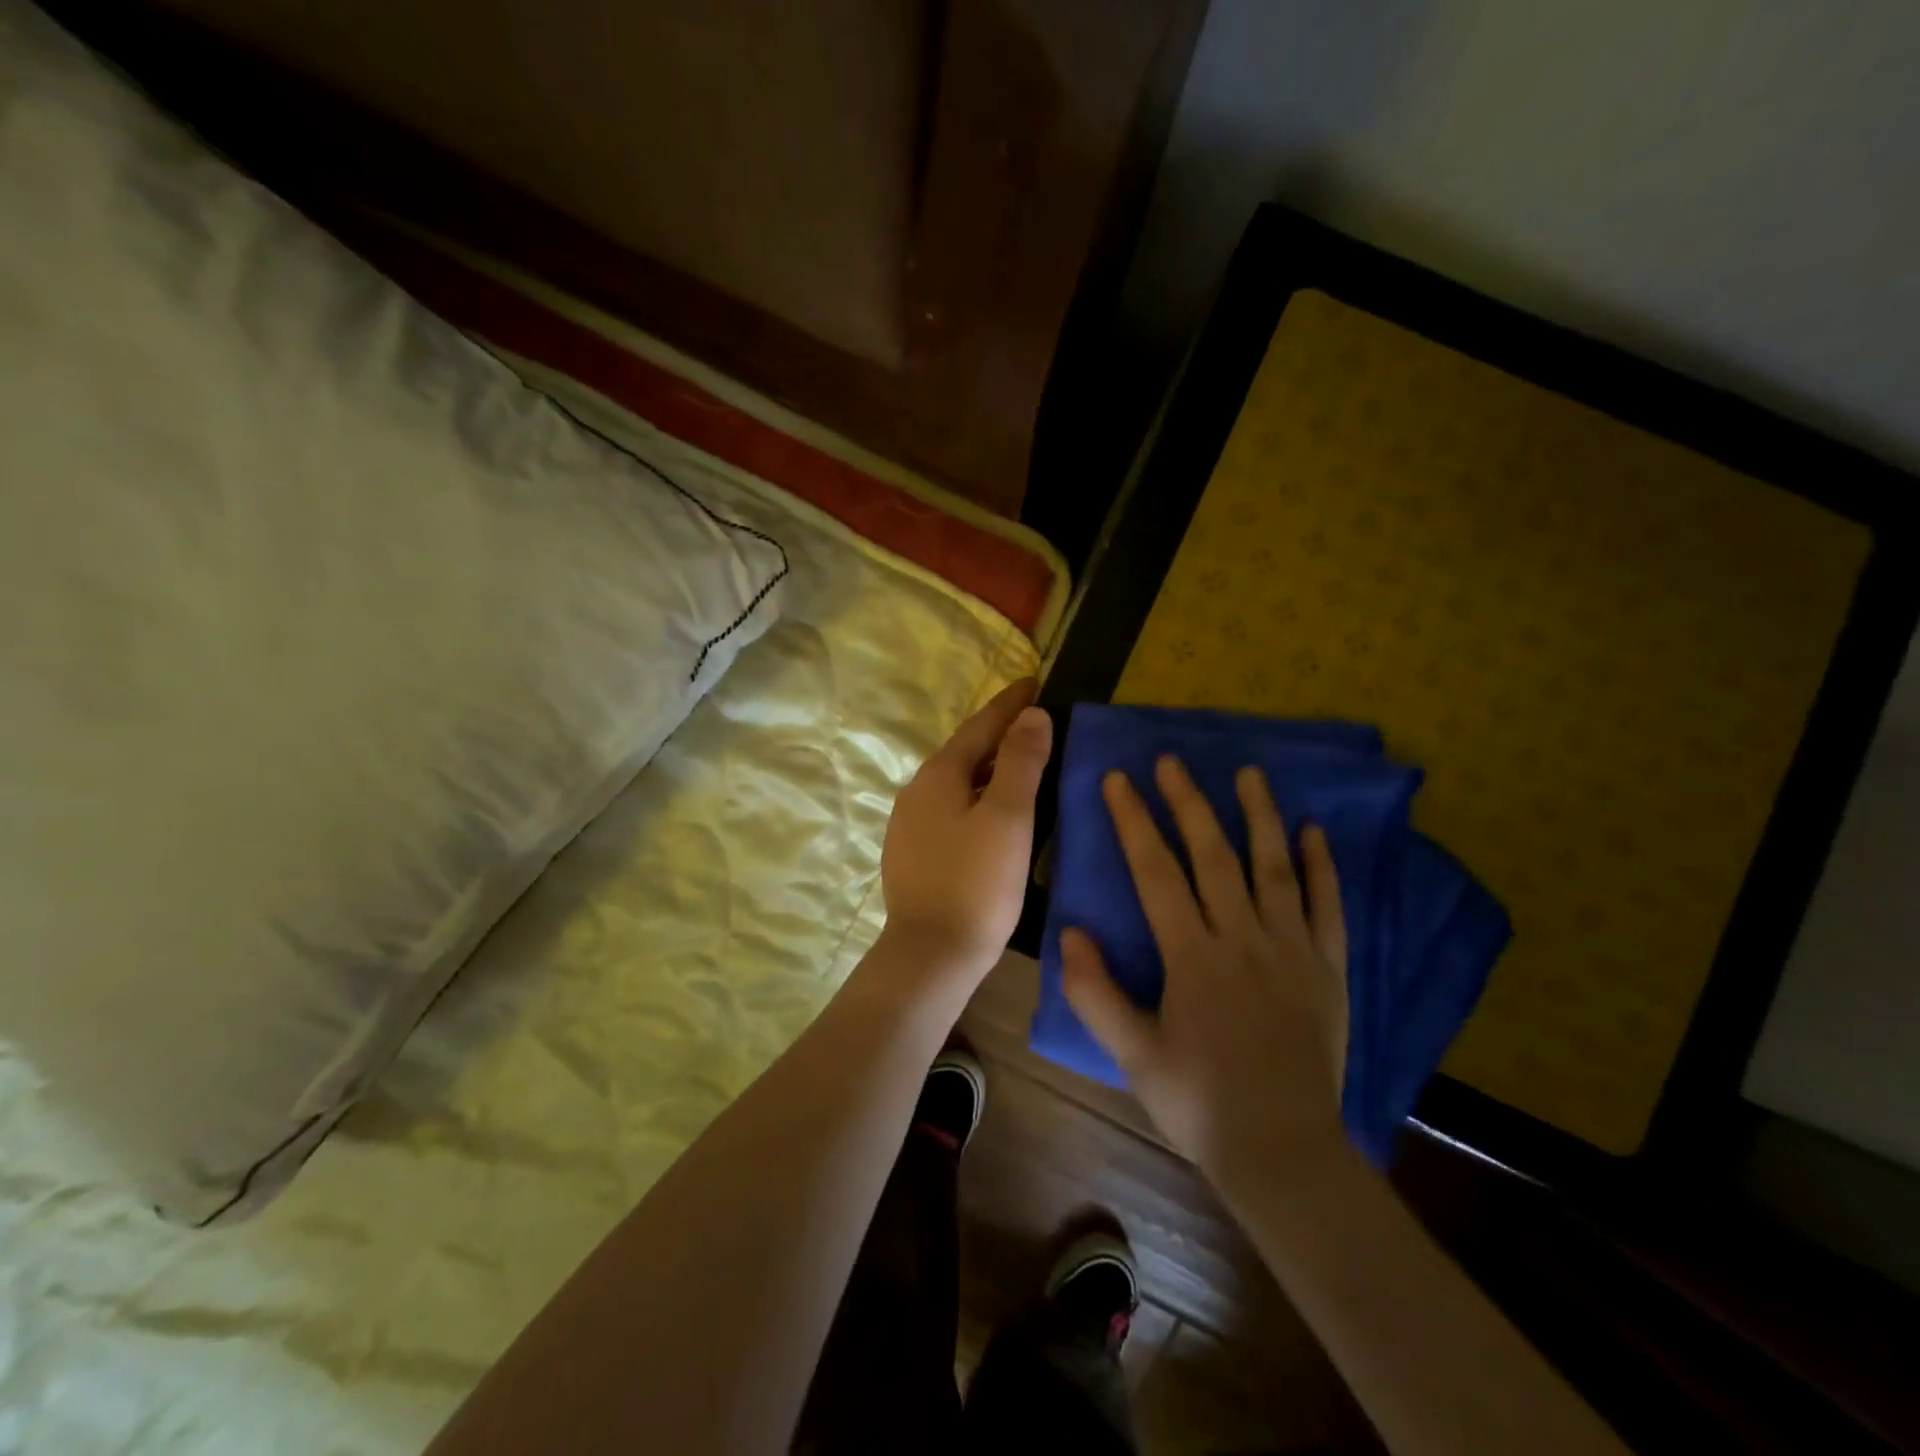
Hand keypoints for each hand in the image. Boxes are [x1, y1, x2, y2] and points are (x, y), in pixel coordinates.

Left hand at [879, 679, 1052, 987]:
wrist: (931, 954)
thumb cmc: (977, 883)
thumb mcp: (1009, 818)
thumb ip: (1022, 761)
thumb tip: (1031, 714)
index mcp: (939, 775)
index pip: (980, 725)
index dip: (1009, 704)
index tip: (1033, 681)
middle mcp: (916, 791)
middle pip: (965, 751)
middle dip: (999, 734)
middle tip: (1034, 721)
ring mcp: (908, 824)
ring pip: (956, 782)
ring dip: (988, 767)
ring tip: (1020, 763)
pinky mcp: (911, 853)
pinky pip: (949, 809)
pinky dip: (975, 797)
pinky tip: (991, 813)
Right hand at [1062, 757, 1349, 1194]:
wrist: (1283, 1152)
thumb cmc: (1198, 1102)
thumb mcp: (1132, 1054)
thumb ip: (1095, 992)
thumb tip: (1070, 931)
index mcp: (1193, 957)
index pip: (1157, 872)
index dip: (1134, 822)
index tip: (1119, 780)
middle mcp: (1243, 940)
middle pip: (1214, 856)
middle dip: (1189, 803)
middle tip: (1172, 761)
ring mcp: (1292, 951)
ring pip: (1274, 869)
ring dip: (1260, 816)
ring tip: (1248, 773)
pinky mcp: (1327, 969)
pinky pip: (1328, 908)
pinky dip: (1323, 867)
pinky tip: (1315, 832)